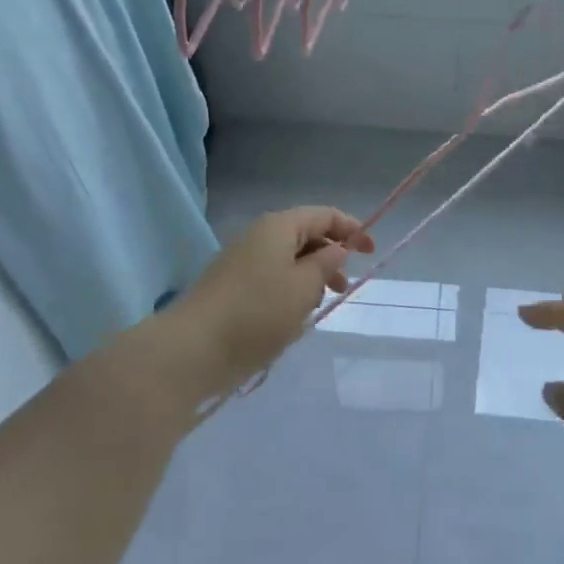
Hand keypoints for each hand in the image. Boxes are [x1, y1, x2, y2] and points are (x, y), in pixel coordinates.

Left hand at [167, 206, 373, 399]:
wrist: (193, 349)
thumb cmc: (258, 312)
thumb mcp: (304, 287)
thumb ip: (327, 264)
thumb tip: (336, 249)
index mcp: (279, 226)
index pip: (324, 215)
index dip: (352, 228)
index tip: (371, 251)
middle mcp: (259, 236)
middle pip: (305, 235)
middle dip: (330, 255)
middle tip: (346, 285)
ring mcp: (241, 261)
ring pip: (288, 259)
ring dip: (311, 276)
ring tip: (320, 304)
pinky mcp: (231, 287)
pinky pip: (271, 278)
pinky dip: (290, 290)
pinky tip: (293, 317)